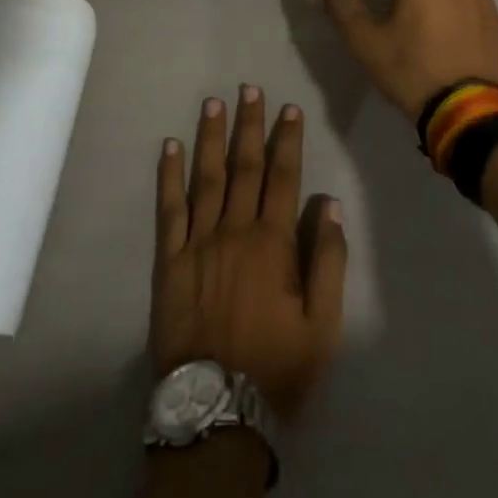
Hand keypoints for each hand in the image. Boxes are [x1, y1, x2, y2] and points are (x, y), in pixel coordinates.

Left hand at [151, 88, 347, 419]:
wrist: (216, 409)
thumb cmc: (276, 367)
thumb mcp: (323, 324)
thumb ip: (329, 261)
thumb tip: (329, 205)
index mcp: (273, 243)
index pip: (283, 177)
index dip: (287, 140)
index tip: (289, 109)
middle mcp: (234, 231)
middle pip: (244, 167)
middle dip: (249, 125)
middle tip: (249, 88)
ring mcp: (198, 243)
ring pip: (205, 178)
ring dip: (210, 137)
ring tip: (213, 103)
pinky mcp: (169, 261)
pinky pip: (168, 209)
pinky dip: (169, 176)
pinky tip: (170, 148)